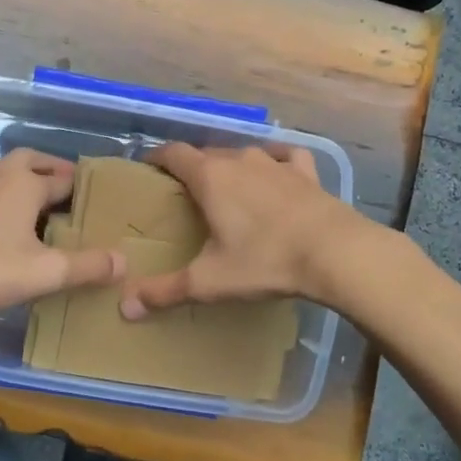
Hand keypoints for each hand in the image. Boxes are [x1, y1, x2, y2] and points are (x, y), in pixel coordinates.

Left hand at [0, 148, 124, 315]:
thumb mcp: (43, 272)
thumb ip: (86, 266)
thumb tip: (124, 261)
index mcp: (26, 183)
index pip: (67, 178)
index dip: (86, 191)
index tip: (104, 205)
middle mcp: (2, 177)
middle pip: (34, 161)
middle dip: (54, 172)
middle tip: (72, 195)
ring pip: (10, 175)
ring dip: (29, 184)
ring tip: (47, 212)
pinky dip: (10, 200)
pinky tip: (13, 229)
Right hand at [119, 142, 362, 318]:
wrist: (335, 252)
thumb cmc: (265, 261)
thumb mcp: (210, 281)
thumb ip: (166, 291)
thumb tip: (124, 307)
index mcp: (210, 177)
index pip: (174, 154)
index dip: (157, 158)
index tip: (147, 168)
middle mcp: (239, 160)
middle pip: (206, 154)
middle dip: (192, 168)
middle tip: (184, 193)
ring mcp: (275, 163)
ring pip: (243, 155)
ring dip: (230, 167)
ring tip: (226, 188)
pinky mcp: (306, 172)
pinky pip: (285, 156)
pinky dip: (275, 161)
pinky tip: (276, 171)